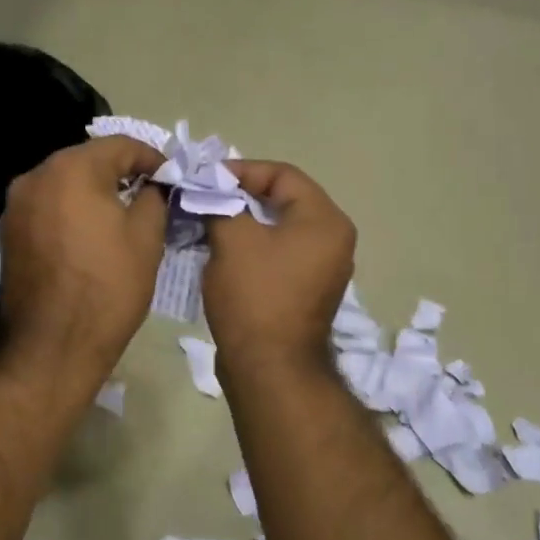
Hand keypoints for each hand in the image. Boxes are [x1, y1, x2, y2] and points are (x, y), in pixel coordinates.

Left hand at [0, 136, 166, 387]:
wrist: (52, 346)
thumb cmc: (108, 287)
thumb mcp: (146, 238)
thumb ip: (153, 198)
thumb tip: (152, 186)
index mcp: (71, 169)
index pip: (119, 145)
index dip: (151, 158)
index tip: (171, 178)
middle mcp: (35, 176)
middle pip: (87, 160)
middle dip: (120, 173)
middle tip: (150, 194)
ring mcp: (16, 205)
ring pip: (64, 184)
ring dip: (94, 192)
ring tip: (121, 216)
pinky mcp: (9, 233)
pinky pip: (48, 208)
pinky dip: (71, 212)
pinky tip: (89, 235)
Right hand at [203, 161, 355, 373]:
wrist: (269, 368)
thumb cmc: (255, 296)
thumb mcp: (233, 240)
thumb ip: (221, 204)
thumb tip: (209, 192)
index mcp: (325, 221)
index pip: (283, 175)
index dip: (242, 170)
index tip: (207, 179)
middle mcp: (333, 240)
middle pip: (284, 201)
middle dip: (241, 196)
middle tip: (205, 198)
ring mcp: (323, 269)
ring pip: (279, 229)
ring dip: (244, 223)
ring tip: (208, 222)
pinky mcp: (306, 291)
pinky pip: (279, 255)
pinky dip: (252, 247)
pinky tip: (222, 252)